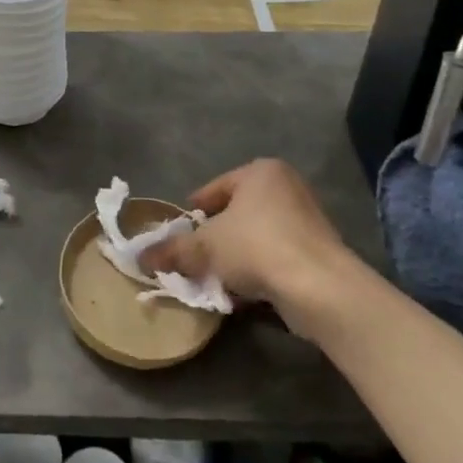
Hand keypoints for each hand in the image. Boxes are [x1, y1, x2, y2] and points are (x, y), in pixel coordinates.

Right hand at [141, 159, 352, 321]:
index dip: (194, 211)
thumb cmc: (257, 247)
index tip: (179, 231)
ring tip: (216, 277)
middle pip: (238, 212)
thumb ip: (173, 250)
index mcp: (260, 171)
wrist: (320, 288)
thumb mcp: (205, 247)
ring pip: (258, 236)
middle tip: (195, 255)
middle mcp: (287, 187)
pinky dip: (260, 270)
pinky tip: (243, 291)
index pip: (215, 188)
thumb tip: (141, 257)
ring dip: (237, 256)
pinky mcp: (320, 252)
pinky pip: (277, 256)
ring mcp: (307, 219)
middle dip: (216, 235)